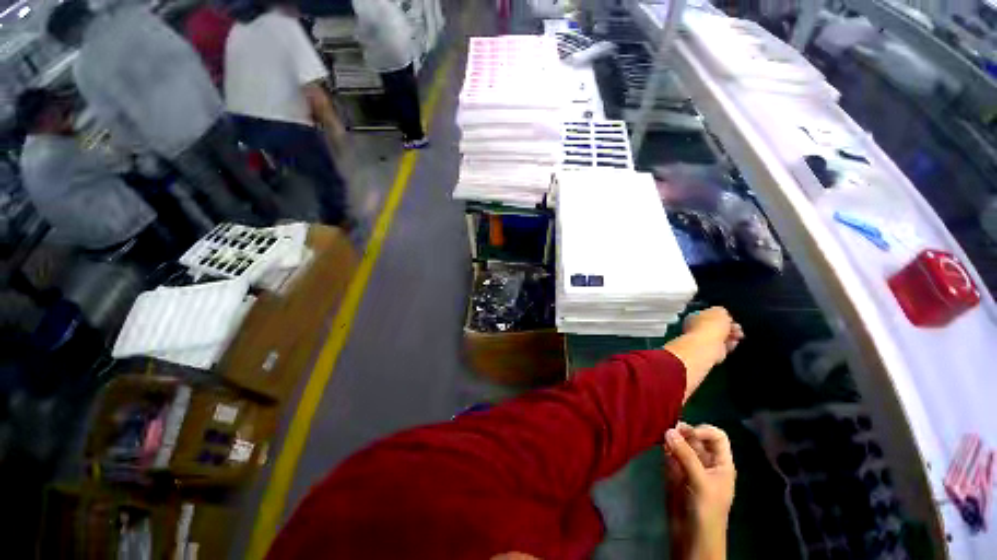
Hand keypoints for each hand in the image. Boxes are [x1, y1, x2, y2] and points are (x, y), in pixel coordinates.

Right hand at [664, 423, 735, 559]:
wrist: (693, 539)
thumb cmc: (706, 511)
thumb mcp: (701, 482)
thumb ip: (686, 456)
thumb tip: (668, 429)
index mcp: (721, 464)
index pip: (717, 437)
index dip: (703, 431)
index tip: (686, 433)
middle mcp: (706, 462)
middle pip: (696, 438)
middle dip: (683, 432)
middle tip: (667, 431)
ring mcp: (690, 467)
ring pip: (681, 444)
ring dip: (672, 439)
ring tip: (661, 438)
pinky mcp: (676, 473)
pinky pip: (671, 455)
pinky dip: (666, 449)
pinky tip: (661, 449)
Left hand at [683, 307, 743, 365]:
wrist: (708, 345)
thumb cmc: (711, 325)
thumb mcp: (719, 311)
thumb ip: (722, 312)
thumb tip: (724, 317)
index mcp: (694, 316)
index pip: (709, 314)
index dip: (722, 316)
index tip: (731, 317)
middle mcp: (696, 328)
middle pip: (716, 326)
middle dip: (729, 326)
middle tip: (738, 328)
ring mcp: (703, 340)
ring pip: (721, 336)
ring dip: (732, 335)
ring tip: (739, 335)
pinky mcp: (711, 351)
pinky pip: (723, 346)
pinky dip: (730, 344)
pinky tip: (735, 342)